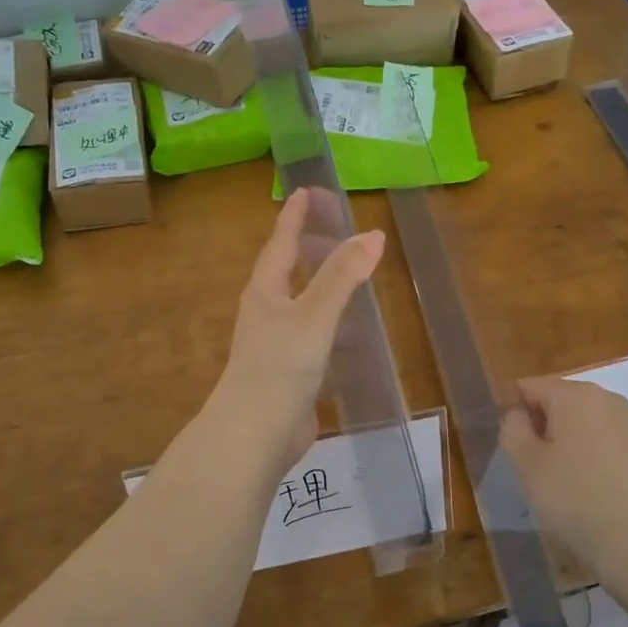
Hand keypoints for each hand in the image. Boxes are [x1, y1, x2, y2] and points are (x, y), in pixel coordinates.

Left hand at [204, 188, 385, 480]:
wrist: (254, 436)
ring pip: (301, 305)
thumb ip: (342, 276)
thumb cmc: (279, 367)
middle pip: (287, 271)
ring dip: (322, 288)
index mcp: (265, 292)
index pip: (281, 243)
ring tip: (351, 276)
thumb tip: (373, 234)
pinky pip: (313, 337)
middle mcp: (266, 313)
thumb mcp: (315, 316)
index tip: (305, 190)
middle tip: (334, 229)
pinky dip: (332, 327)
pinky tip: (352, 335)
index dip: (294, 217)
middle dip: (309, 249)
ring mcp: (275, 345)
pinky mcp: (288, 374)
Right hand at [500, 377, 627, 571]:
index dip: (514, 414)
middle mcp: (605, 397)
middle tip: (536, 467)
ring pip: (581, 419)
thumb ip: (512, 428)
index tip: (515, 449)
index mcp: (575, 394)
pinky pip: (603, 436)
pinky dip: (589, 451)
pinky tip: (590, 484)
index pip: (529, 387)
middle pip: (557, 399)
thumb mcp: (526, 464)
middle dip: (542, 425)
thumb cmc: (575, 498)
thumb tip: (519, 414)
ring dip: (565, 439)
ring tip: (563, 478)